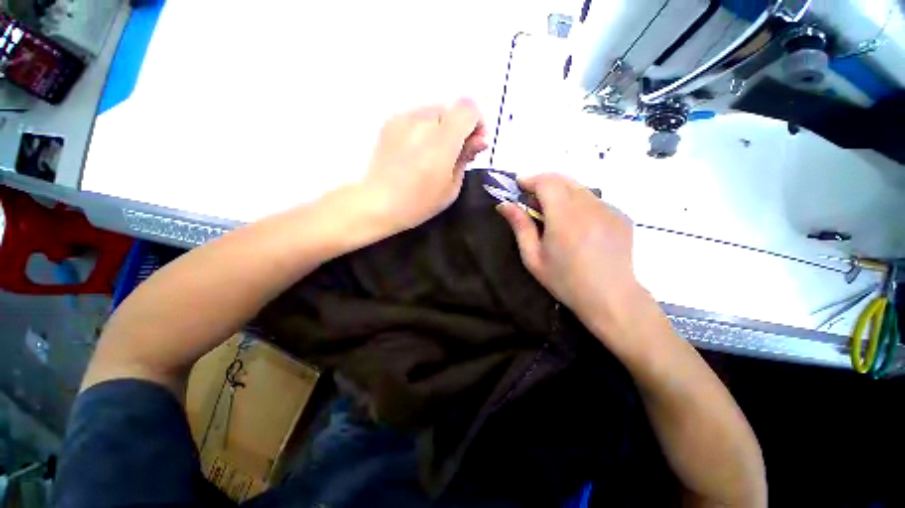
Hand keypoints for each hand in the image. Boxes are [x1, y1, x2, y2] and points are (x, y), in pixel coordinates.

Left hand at [359, 99, 486, 233]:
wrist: (378, 203)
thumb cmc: (419, 202)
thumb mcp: (451, 187)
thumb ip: (466, 157)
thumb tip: (479, 140)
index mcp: (442, 139)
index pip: (468, 108)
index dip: (477, 124)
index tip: (474, 145)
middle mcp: (422, 121)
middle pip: (451, 109)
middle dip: (459, 128)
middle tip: (455, 154)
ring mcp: (403, 119)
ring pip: (434, 112)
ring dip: (442, 129)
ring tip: (434, 155)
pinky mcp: (390, 123)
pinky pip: (417, 118)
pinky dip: (424, 130)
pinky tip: (417, 152)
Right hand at [497, 174, 644, 334]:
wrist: (610, 297)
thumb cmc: (565, 280)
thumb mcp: (533, 257)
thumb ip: (520, 226)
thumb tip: (504, 205)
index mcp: (565, 218)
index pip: (547, 182)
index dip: (530, 179)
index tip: (519, 185)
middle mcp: (589, 206)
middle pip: (563, 180)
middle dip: (543, 183)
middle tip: (532, 201)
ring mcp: (609, 209)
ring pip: (579, 188)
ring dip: (561, 193)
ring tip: (553, 214)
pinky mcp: (620, 215)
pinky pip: (593, 200)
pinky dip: (579, 203)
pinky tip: (576, 225)